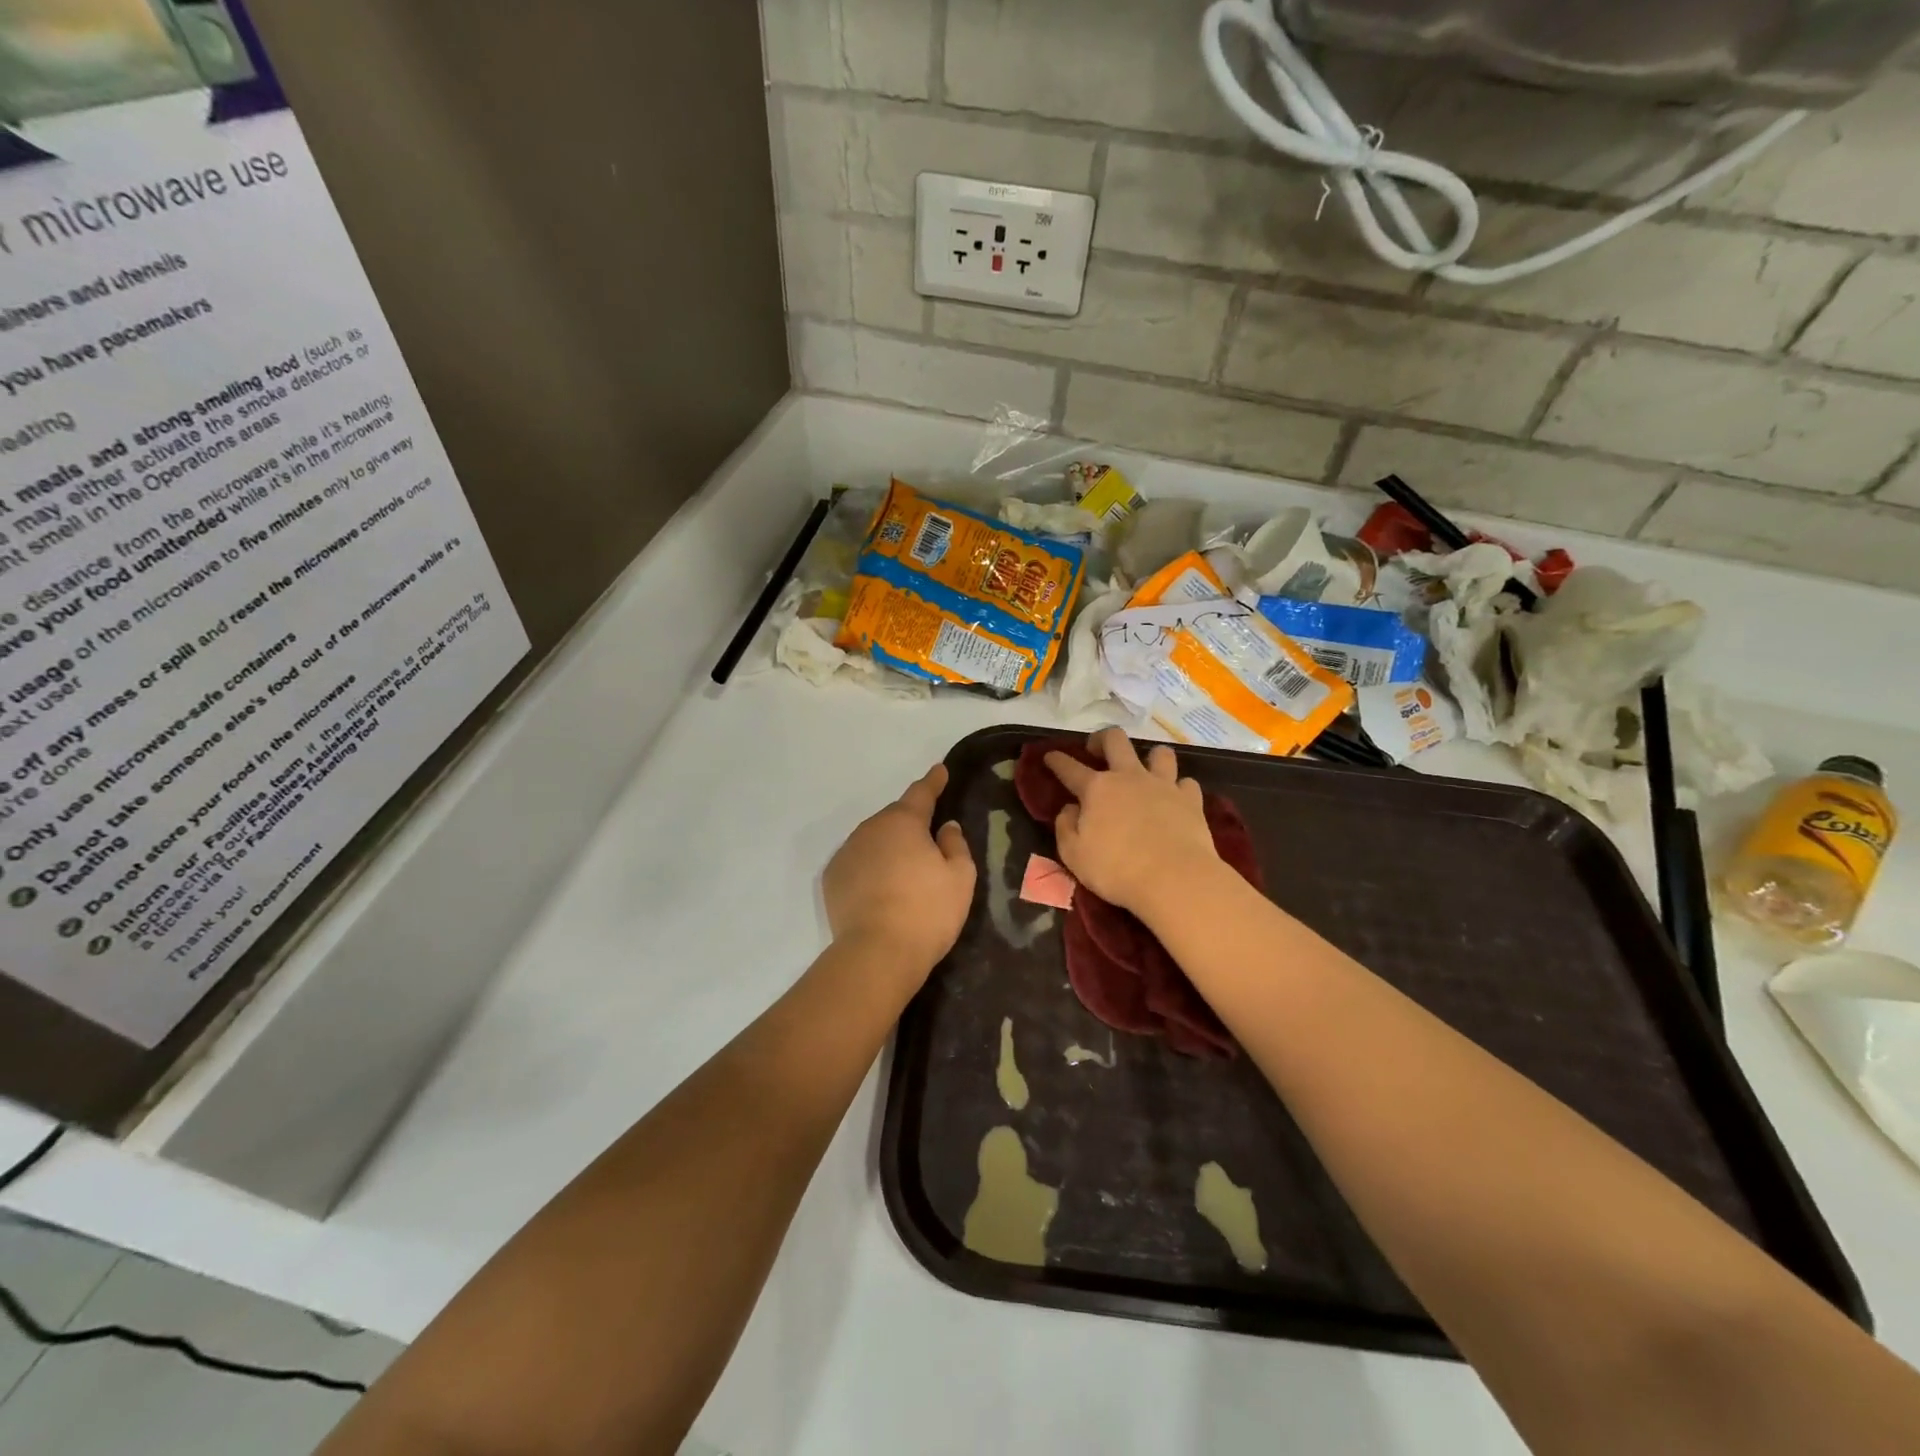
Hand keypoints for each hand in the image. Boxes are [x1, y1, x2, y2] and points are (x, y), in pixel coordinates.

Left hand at [824, 764, 976, 976]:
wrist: (877, 953)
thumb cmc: (927, 911)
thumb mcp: (960, 877)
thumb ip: (955, 844)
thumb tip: (944, 826)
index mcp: (904, 821)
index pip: (921, 793)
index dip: (933, 781)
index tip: (939, 770)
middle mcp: (871, 829)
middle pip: (895, 818)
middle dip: (911, 824)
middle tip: (928, 843)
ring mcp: (847, 853)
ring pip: (874, 840)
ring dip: (889, 847)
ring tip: (904, 873)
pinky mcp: (833, 879)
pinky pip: (858, 862)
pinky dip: (870, 867)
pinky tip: (881, 889)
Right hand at [1045, 728, 1221, 917]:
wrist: (1175, 879)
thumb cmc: (1116, 870)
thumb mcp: (1074, 855)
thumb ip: (1066, 827)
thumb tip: (1070, 809)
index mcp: (1097, 789)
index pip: (1070, 768)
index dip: (1057, 760)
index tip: (1050, 755)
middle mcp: (1129, 777)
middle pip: (1115, 740)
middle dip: (1102, 739)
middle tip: (1097, 751)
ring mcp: (1163, 785)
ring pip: (1159, 753)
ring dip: (1149, 758)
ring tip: (1144, 771)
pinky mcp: (1191, 800)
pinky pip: (1186, 783)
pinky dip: (1179, 788)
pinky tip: (1175, 800)